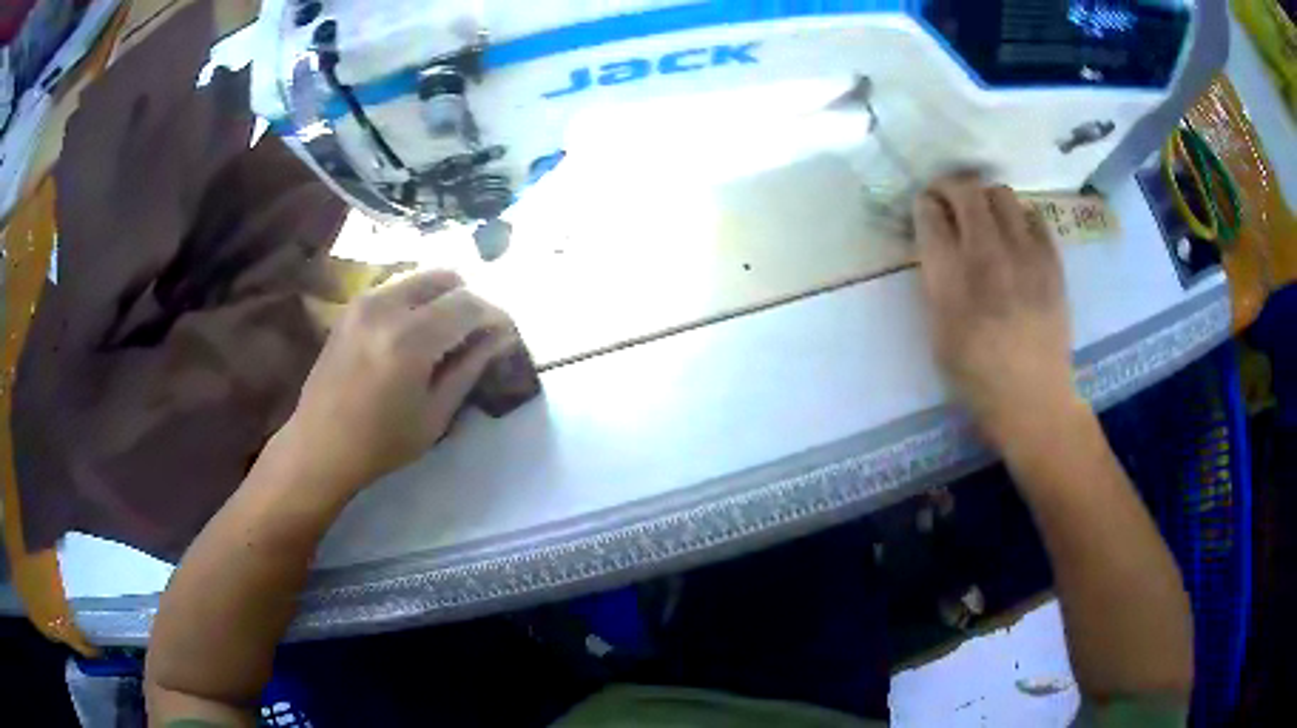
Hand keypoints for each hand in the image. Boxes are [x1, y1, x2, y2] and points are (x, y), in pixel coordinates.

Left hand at [280, 270, 517, 493]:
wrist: (319, 445)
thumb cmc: (381, 442)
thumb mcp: (435, 414)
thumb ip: (469, 367)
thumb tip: (500, 337)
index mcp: (410, 338)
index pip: (468, 305)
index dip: (494, 316)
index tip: (505, 335)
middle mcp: (386, 306)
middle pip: (446, 278)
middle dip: (469, 301)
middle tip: (476, 335)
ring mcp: (365, 301)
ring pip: (421, 278)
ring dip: (443, 298)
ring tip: (447, 335)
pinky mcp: (352, 306)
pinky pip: (398, 287)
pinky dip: (417, 301)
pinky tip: (416, 333)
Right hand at [914, 174, 1078, 446]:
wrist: (1033, 401)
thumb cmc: (976, 377)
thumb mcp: (938, 332)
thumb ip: (936, 280)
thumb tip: (937, 244)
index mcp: (952, 279)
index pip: (930, 214)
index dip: (924, 205)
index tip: (924, 211)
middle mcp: (987, 256)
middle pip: (965, 191)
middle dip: (949, 187)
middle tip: (948, 201)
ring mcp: (1025, 256)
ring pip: (1001, 194)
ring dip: (985, 198)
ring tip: (984, 217)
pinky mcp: (1052, 262)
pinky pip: (1034, 216)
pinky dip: (1019, 215)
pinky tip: (1015, 235)